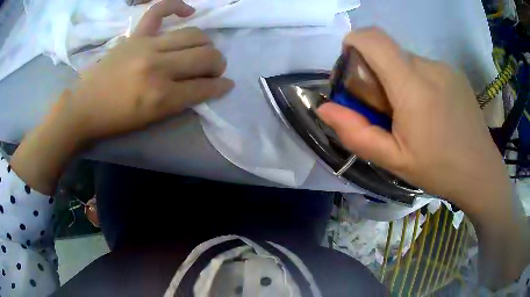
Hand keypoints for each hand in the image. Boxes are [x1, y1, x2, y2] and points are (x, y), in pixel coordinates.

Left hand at [11, 0, 233, 194]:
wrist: (85, 107)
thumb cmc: (116, 119)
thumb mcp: (151, 120)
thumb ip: (180, 102)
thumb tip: (204, 87)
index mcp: (161, 96)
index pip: (204, 87)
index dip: (220, 86)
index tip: (226, 85)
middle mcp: (158, 67)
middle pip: (205, 56)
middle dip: (218, 64)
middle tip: (214, 69)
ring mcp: (146, 45)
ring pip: (193, 34)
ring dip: (206, 44)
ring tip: (202, 50)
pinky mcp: (135, 35)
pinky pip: (159, 10)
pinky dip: (177, 6)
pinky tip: (188, 12)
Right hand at [318, 28, 529, 288]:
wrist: (481, 172)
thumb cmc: (439, 170)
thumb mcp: (393, 160)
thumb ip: (356, 133)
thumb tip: (324, 109)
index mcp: (412, 86)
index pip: (373, 39)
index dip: (353, 43)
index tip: (350, 67)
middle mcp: (429, 66)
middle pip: (389, 52)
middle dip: (377, 73)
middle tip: (386, 109)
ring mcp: (445, 67)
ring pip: (407, 61)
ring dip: (399, 80)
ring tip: (412, 114)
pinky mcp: (455, 73)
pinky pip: (425, 68)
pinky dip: (417, 82)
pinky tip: (431, 111)